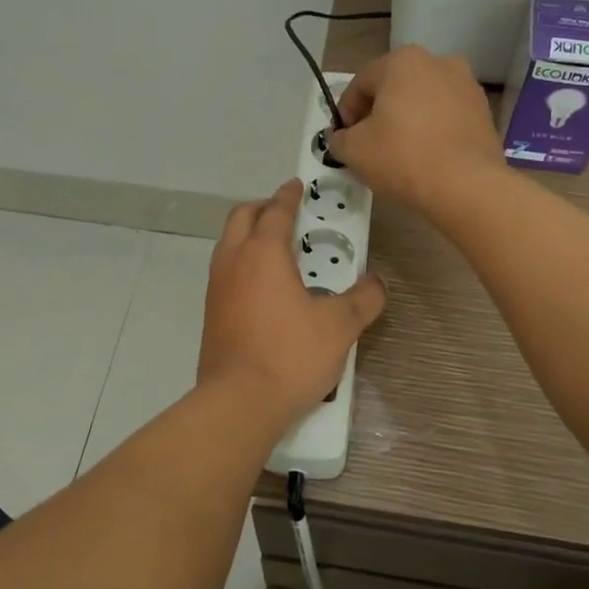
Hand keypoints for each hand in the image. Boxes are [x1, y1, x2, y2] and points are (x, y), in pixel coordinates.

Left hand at [199, 180, 385, 417]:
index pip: (275, 211)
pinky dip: (243, 264)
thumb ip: (363, 299)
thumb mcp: (340, 326)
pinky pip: (226, 273)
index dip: (289, 196)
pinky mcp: (211, 314)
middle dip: (263, 208)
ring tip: (279, 250)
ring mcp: (216, 289)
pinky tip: (265, 288)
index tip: (298, 186)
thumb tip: (377, 284)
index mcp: (263, 253)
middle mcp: (233, 262)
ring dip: (249, 236)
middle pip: (241, 218)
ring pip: (228, 245)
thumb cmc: (290, 355)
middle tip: (287, 214)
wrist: (239, 402)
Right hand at [327, 46, 504, 214]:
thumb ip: (339, 139)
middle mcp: (438, 62)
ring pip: (422, 102)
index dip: (345, 113)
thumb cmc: (402, 157)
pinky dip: (431, 131)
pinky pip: (445, 117)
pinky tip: (425, 157)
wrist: (466, 185)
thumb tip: (341, 138)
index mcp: (403, 61)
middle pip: (393, 89)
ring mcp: (466, 85)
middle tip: (368, 146)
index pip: (360, 84)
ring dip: (406, 121)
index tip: (343, 140)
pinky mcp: (484, 111)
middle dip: (377, 114)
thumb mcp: (354, 150)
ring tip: (398, 154)